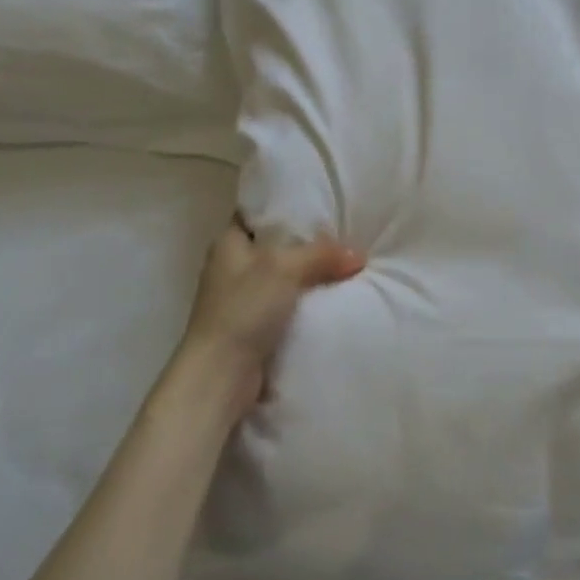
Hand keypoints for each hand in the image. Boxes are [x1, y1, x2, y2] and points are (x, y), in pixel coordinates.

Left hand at [177, 221, 363, 415]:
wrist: (221, 375)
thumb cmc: (243, 309)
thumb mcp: (284, 268)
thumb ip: (322, 254)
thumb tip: (358, 255)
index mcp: (228, 242)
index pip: (258, 213)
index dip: (287, 206)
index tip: (320, 203)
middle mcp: (232, 266)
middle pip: (276, 246)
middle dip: (307, 243)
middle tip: (344, 234)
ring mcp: (241, 299)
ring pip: (283, 278)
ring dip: (309, 276)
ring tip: (346, 265)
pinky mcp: (253, 327)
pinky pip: (286, 306)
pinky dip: (305, 303)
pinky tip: (333, 298)